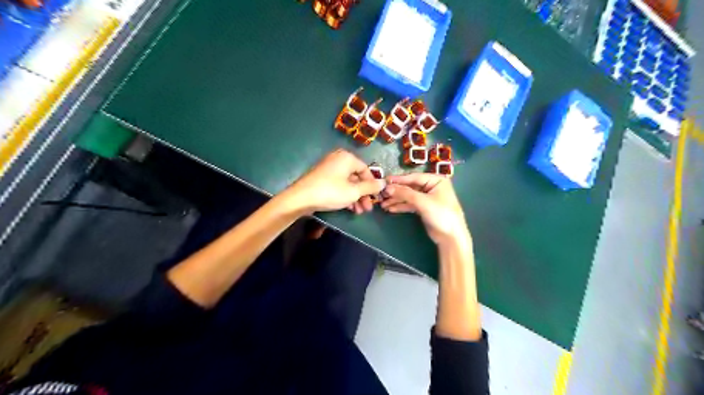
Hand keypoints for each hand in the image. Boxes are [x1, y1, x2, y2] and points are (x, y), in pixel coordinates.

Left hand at [284, 150, 384, 214]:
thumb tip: (384, 183)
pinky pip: (339, 185)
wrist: (301, 199)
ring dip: (355, 197)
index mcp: (347, 158)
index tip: (375, 198)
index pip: (366, 170)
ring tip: (359, 212)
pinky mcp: (322, 178)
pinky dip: (345, 195)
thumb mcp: (353, 191)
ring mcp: (329, 168)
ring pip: (348, 183)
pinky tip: (350, 208)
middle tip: (367, 209)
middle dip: (363, 194)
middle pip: (357, 177)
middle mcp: (338, 159)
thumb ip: (370, 187)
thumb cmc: (330, 192)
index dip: (372, 185)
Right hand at [382, 173, 468, 245]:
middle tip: (381, 194)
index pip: (414, 177)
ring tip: (383, 204)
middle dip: (396, 192)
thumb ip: (405, 194)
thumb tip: (388, 188)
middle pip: (410, 187)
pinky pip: (410, 204)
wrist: (451, 237)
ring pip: (408, 196)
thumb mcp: (422, 202)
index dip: (398, 180)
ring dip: (396, 200)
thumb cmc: (441, 214)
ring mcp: (427, 198)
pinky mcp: (424, 208)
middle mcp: (431, 187)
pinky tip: (390, 209)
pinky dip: (401, 206)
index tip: (384, 181)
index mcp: (436, 180)